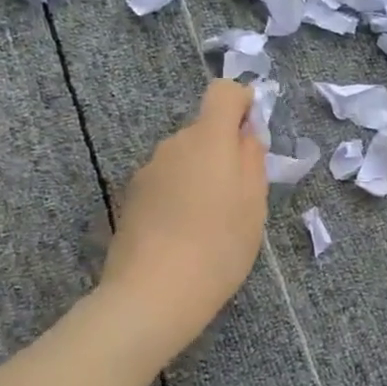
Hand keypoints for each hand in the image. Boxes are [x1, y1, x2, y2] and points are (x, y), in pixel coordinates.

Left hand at [100, 79, 267, 352]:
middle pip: (203, 130)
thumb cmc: (218, 246)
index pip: (222, 92)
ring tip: (210, 223)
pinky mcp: (131, 198)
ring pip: (183, 159)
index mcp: (208, 139)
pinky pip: (165, 183)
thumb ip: (253, 159)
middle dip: (223, 151)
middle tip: (239, 196)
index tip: (253, 134)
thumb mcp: (254, 204)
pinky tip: (184, 235)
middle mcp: (173, 144)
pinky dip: (179, 197)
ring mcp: (147, 171)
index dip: (242, 103)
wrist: (154, 293)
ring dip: (199, 177)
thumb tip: (245, 134)